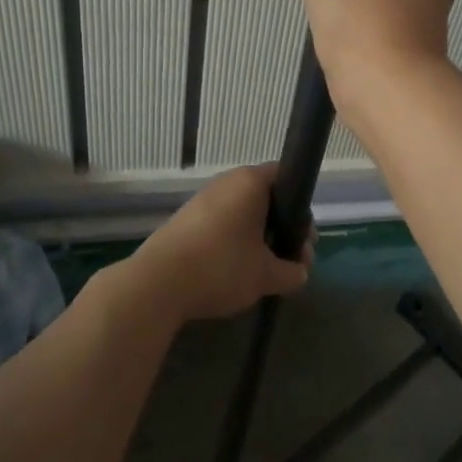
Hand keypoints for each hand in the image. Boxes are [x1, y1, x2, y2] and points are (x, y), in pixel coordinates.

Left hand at [122, 165, 310, 322]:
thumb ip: (292, 272)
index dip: (301, 207)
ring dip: (258, 237)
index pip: (287, 177)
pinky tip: (235, 271)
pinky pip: (221, 224)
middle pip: (265, 197)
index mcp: (250, 182)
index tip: (304, 239)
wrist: (157, 284)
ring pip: (242, 213)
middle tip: (290, 261)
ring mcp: (202, 200)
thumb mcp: (267, 276)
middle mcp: (226, 182)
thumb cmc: (221, 267)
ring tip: (264, 271)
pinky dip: (234, 242)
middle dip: (282, 228)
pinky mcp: (185, 220)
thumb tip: (300, 272)